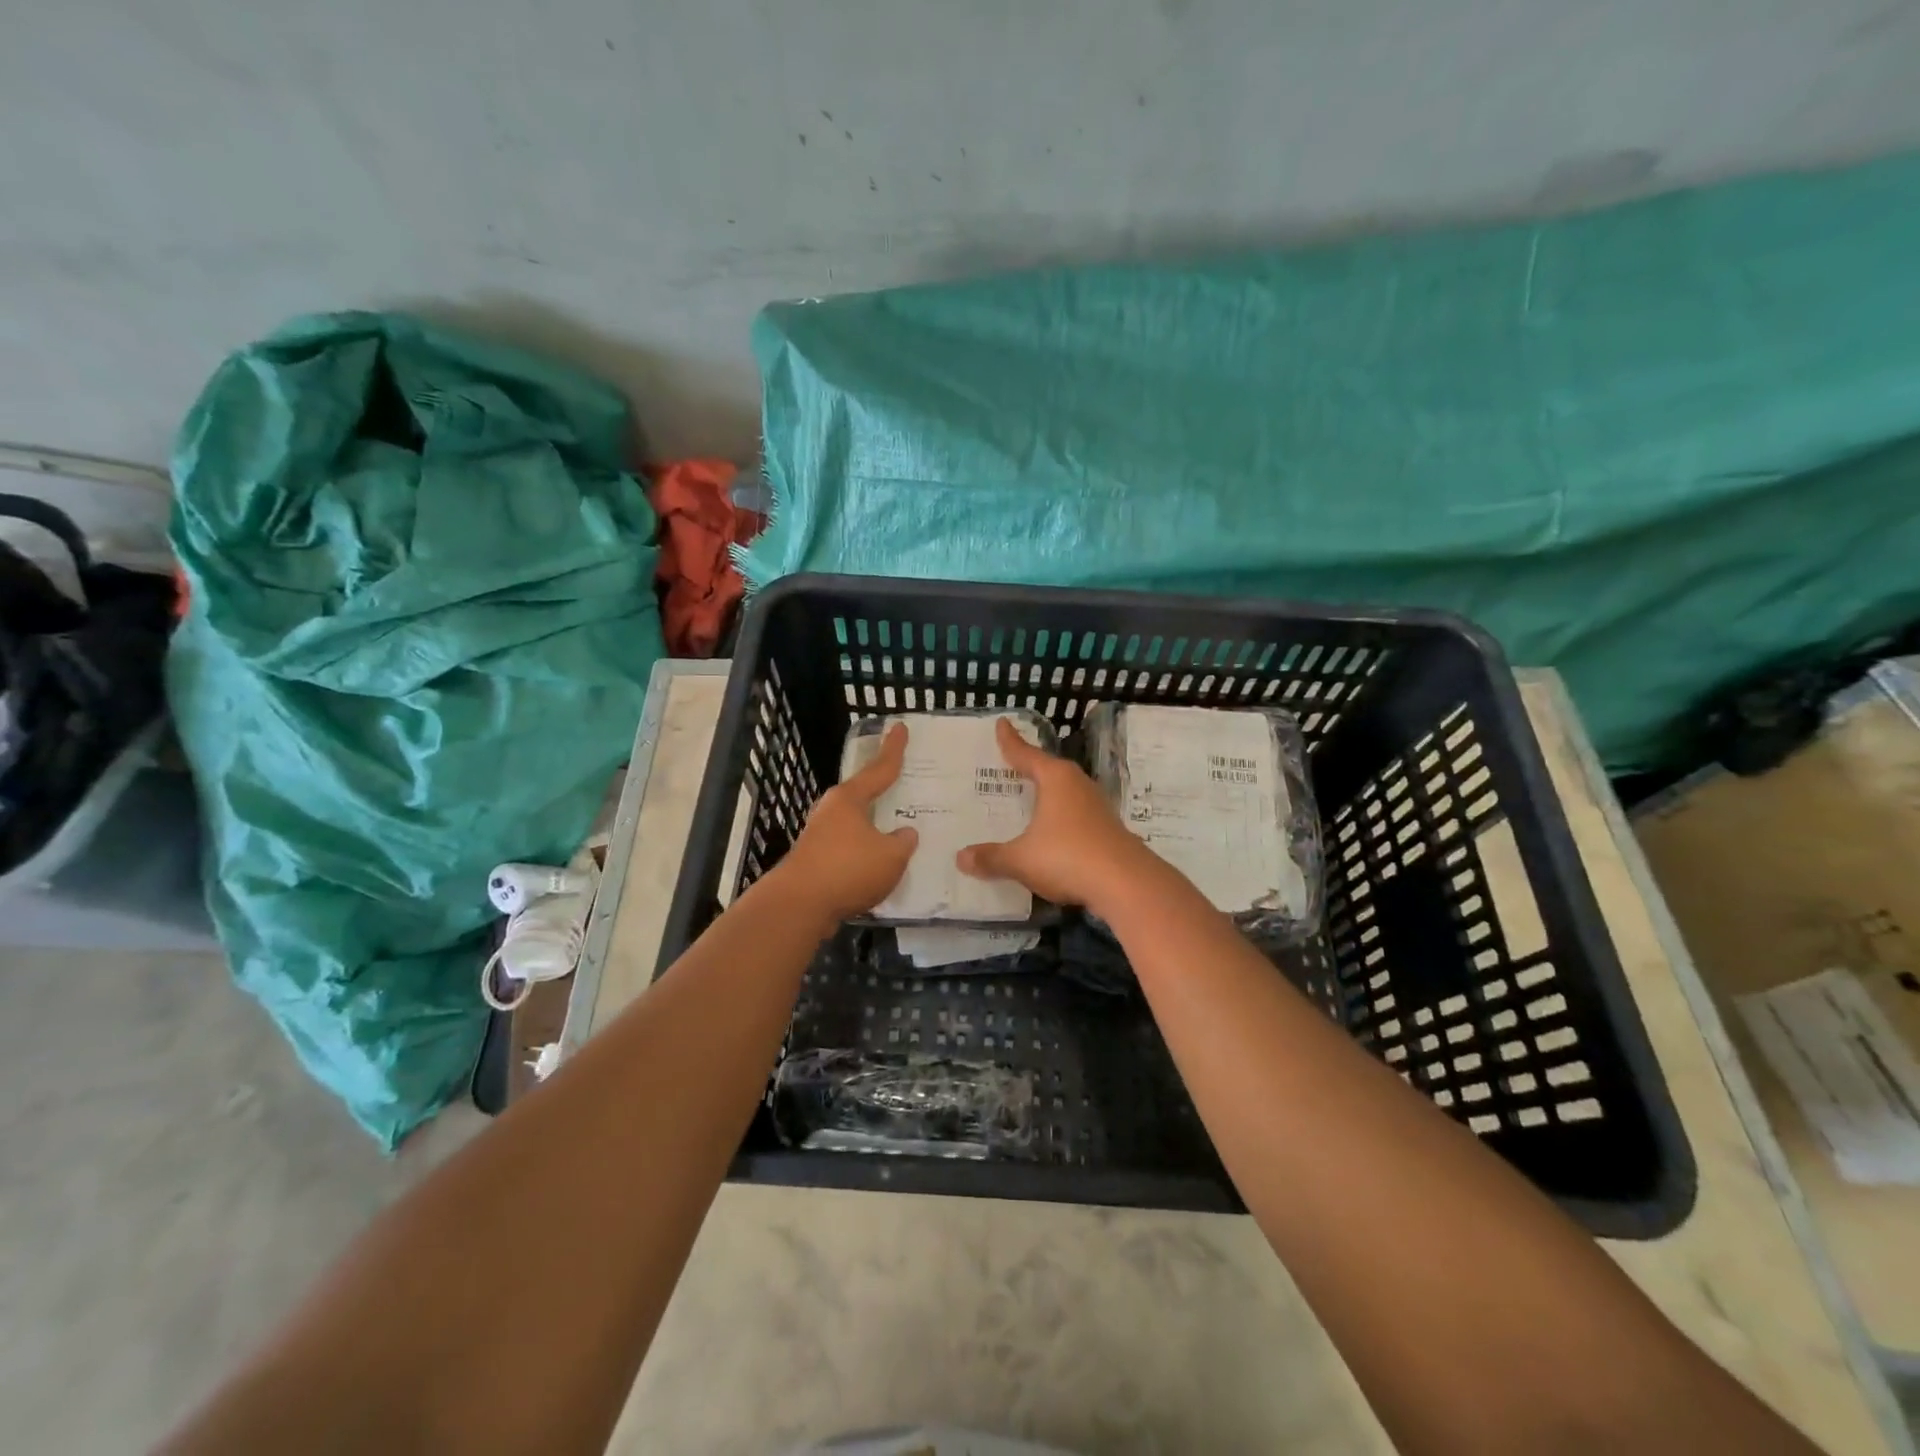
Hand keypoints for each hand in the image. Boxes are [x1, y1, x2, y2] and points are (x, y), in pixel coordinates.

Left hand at [773, 722, 917, 925]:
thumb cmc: (848, 869)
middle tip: (898, 785)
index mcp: (849, 799)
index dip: (893, 750)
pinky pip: (846, 851)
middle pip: (860, 796)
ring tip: (892, 835)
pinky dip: (862, 856)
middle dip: (878, 793)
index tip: (900, 727)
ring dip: (870, 830)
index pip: (879, 769)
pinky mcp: (813, 862)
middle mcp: (830, 812)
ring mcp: (818, 837)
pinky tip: (874, 869)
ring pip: (852, 826)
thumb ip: (903, 842)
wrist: (797, 906)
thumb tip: (904, 834)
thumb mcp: (891, 856)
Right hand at [955, 716, 1156, 914]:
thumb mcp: (1021, 859)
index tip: (1002, 723)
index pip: (1027, 754)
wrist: (1127, 885)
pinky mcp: (1108, 830)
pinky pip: (1076, 815)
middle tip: (1012, 763)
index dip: (1011, 741)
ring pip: (1066, 792)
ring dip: (1049, 794)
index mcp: (1056, 779)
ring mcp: (1097, 807)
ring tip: (1032, 796)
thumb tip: (961, 858)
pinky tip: (1054, 830)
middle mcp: (1078, 785)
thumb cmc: (1067, 857)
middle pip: (1050, 769)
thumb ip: (992, 857)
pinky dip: (1061, 817)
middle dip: (1032, 766)